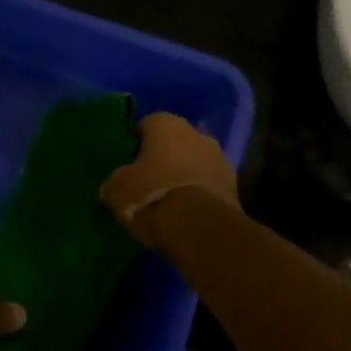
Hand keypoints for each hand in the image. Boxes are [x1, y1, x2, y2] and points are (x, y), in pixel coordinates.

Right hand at [99, 112, 240, 247]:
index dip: (136, 145)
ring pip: (196, 161)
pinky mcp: (235, 185)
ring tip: (170, 201)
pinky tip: (189, 213)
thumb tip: (115, 185)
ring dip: (186, 175)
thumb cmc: (151, 196)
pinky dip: (201, 193)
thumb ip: (116, 180)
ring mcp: (220, 157)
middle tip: (149, 182)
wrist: (198, 228)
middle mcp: (196, 132)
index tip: (129, 165)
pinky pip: (210, 184)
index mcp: (165, 123)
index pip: (146, 125)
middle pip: (175, 142)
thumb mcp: (116, 190)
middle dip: (164, 158)